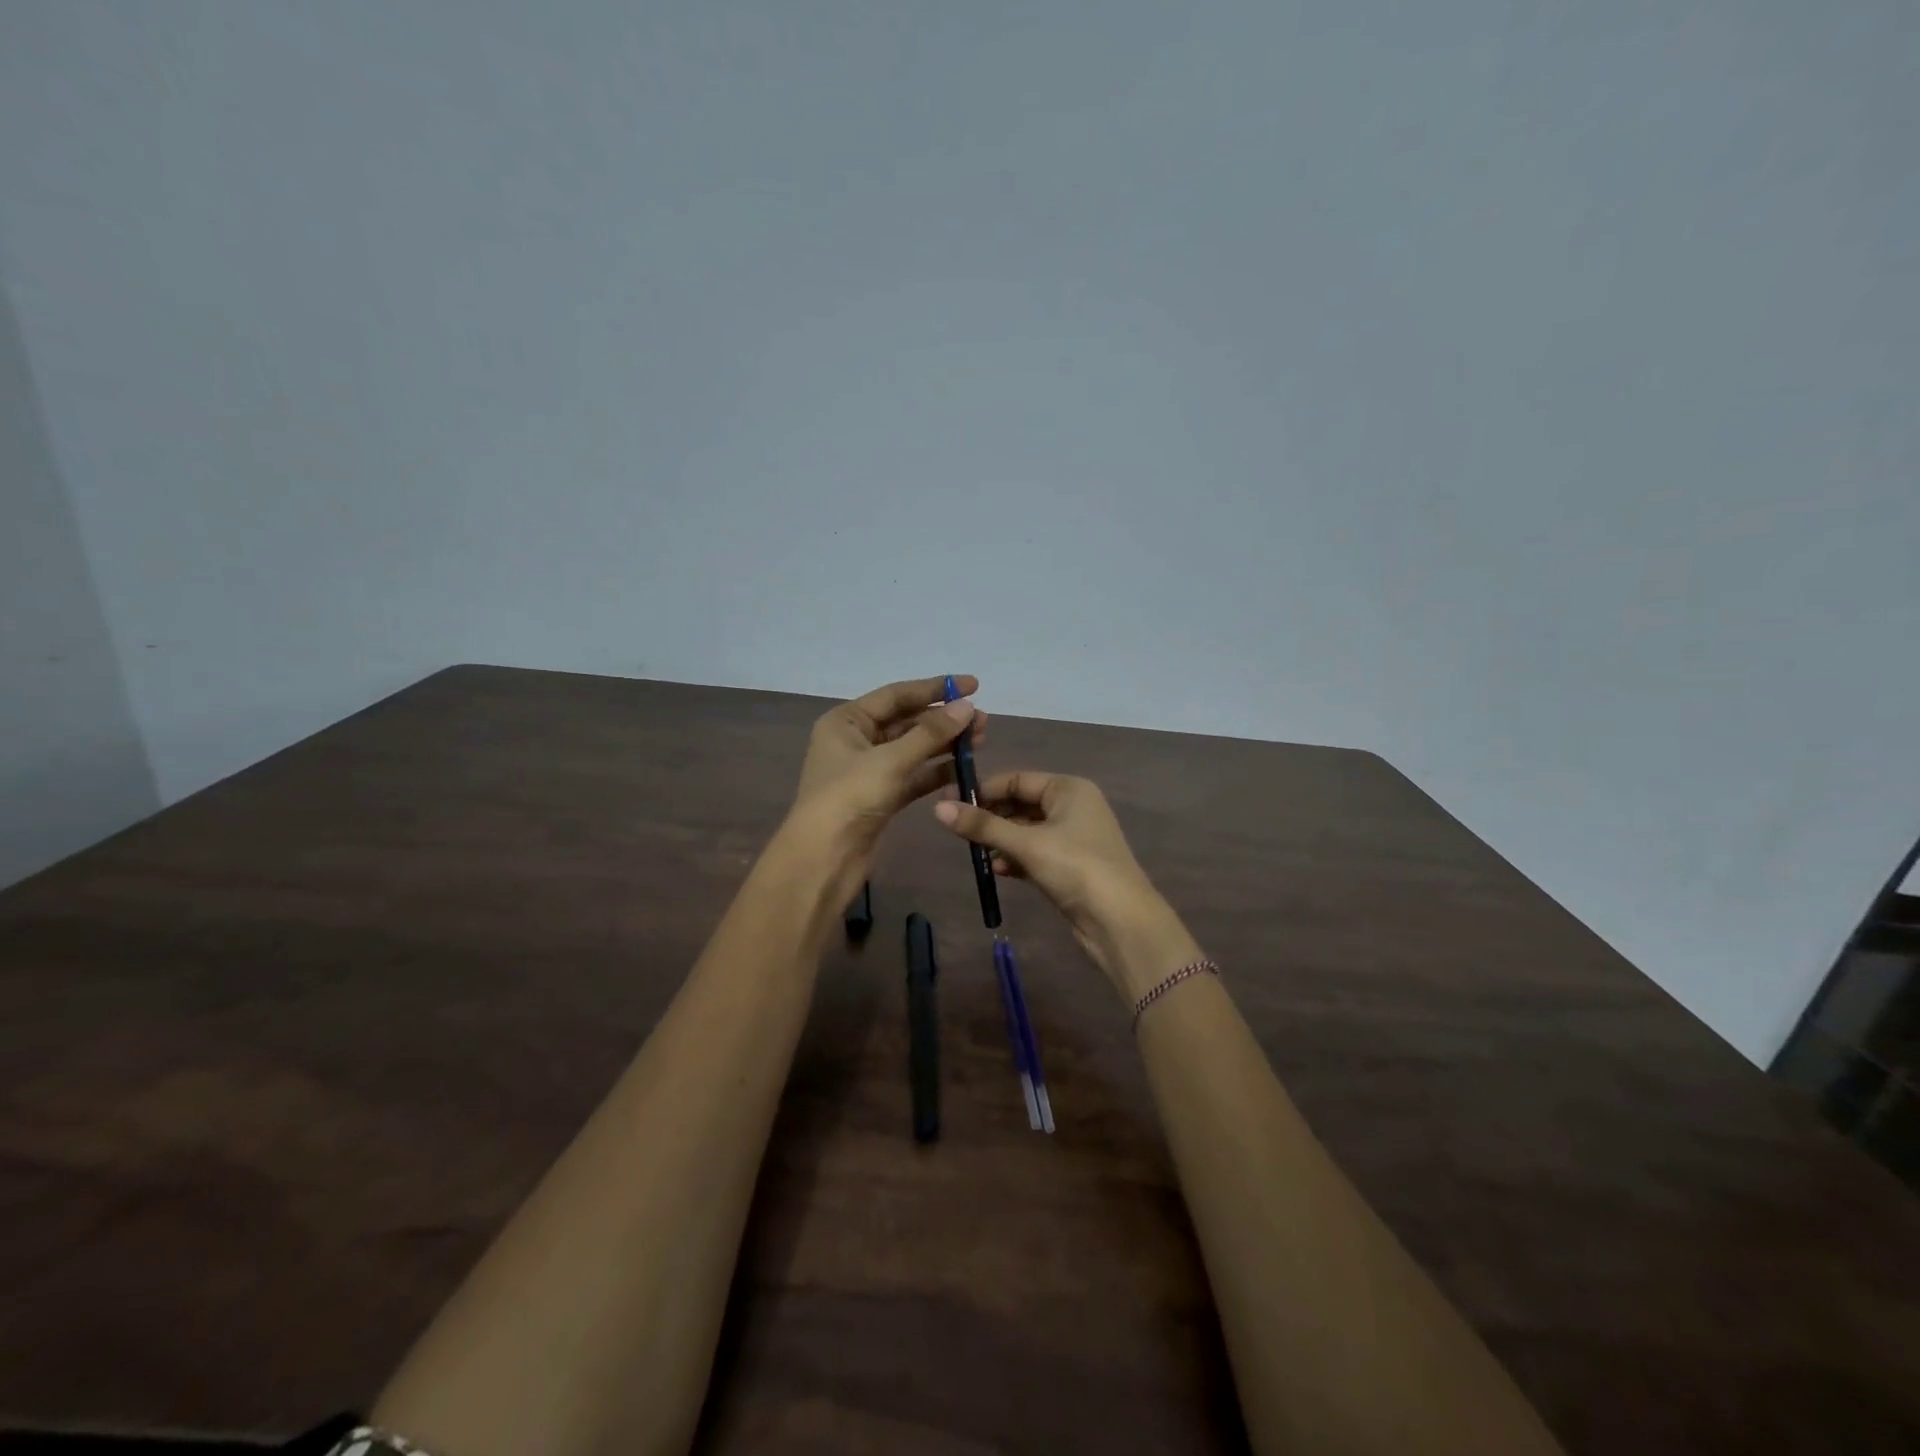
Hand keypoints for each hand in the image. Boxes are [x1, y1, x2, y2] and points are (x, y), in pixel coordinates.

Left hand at [787, 675, 985, 902]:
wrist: (824, 859)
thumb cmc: (849, 798)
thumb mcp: (891, 760)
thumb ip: (931, 733)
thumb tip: (968, 706)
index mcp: (847, 721)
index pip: (897, 695)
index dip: (936, 688)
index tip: (974, 685)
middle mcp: (856, 740)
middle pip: (907, 721)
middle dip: (944, 719)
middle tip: (983, 720)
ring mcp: (868, 770)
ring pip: (913, 749)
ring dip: (944, 744)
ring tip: (981, 740)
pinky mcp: (881, 797)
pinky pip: (913, 776)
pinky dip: (936, 771)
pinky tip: (963, 767)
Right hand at [933, 772, 1200, 1002]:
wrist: (1120, 922)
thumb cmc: (1076, 868)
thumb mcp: (1027, 844)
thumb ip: (983, 825)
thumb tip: (938, 807)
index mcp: (1069, 789)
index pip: (1017, 779)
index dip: (983, 790)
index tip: (949, 802)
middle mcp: (1073, 807)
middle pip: (1021, 804)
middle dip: (991, 817)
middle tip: (956, 829)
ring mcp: (1073, 838)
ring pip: (1026, 830)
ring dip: (1001, 840)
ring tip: (974, 853)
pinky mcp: (1070, 865)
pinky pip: (1035, 852)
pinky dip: (1015, 858)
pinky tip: (996, 869)